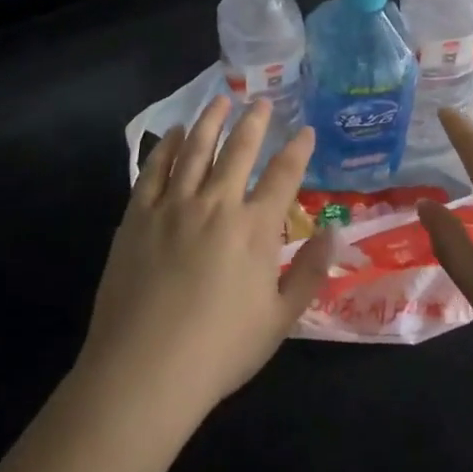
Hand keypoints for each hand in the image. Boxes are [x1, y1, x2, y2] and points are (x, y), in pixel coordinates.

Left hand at [78, 97, 330, 429]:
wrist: (144, 370)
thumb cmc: (219, 351)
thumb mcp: (280, 320)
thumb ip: (310, 273)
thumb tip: (334, 233)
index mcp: (255, 229)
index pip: (283, 176)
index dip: (297, 149)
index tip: (305, 130)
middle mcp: (216, 204)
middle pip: (239, 150)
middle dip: (254, 122)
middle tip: (262, 102)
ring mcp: (174, 205)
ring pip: (196, 149)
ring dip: (211, 121)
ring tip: (221, 101)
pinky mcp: (139, 215)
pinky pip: (155, 169)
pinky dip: (167, 146)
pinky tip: (174, 133)